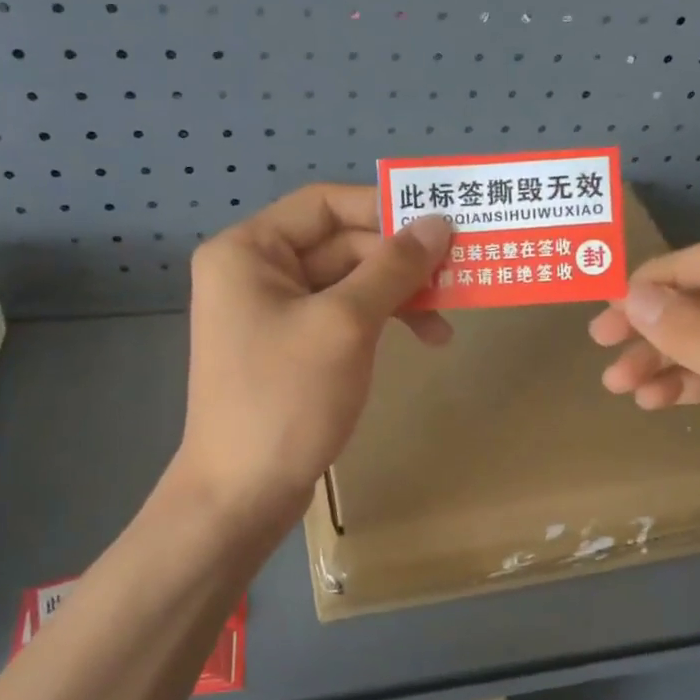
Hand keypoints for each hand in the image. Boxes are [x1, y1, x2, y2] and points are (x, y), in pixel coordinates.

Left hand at [175, 184, 453, 524]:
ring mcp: (274, 313)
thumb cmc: (286, 399)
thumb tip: (439, 222)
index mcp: (250, 251)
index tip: (441, 225)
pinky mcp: (292, 349)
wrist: (242, 495)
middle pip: (342, 245)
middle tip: (457, 281)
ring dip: (399, 297)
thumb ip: (394, 267)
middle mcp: (256, 273)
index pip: (325, 204)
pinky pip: (344, 317)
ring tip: (444, 327)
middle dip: (400, 264)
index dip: (385, 209)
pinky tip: (419, 342)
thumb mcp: (346, 324)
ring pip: (350, 284)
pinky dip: (382, 323)